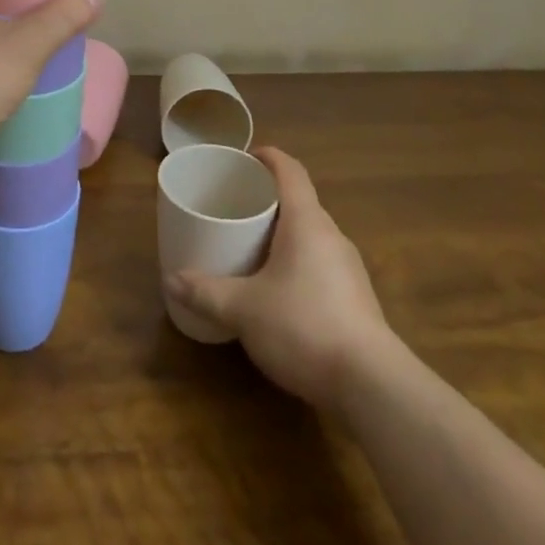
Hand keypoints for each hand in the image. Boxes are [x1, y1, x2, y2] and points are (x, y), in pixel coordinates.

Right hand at [166, 147, 400, 412]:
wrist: (373, 387)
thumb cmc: (304, 327)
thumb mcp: (244, 310)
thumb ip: (206, 292)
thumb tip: (170, 280)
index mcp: (307, 221)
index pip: (290, 170)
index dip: (268, 156)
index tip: (245, 158)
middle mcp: (331, 235)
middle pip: (300, 201)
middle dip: (269, 199)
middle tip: (236, 207)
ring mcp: (349, 268)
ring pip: (311, 235)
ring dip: (284, 233)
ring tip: (252, 248)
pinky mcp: (357, 299)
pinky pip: (321, 263)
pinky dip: (298, 262)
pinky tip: (280, 291)